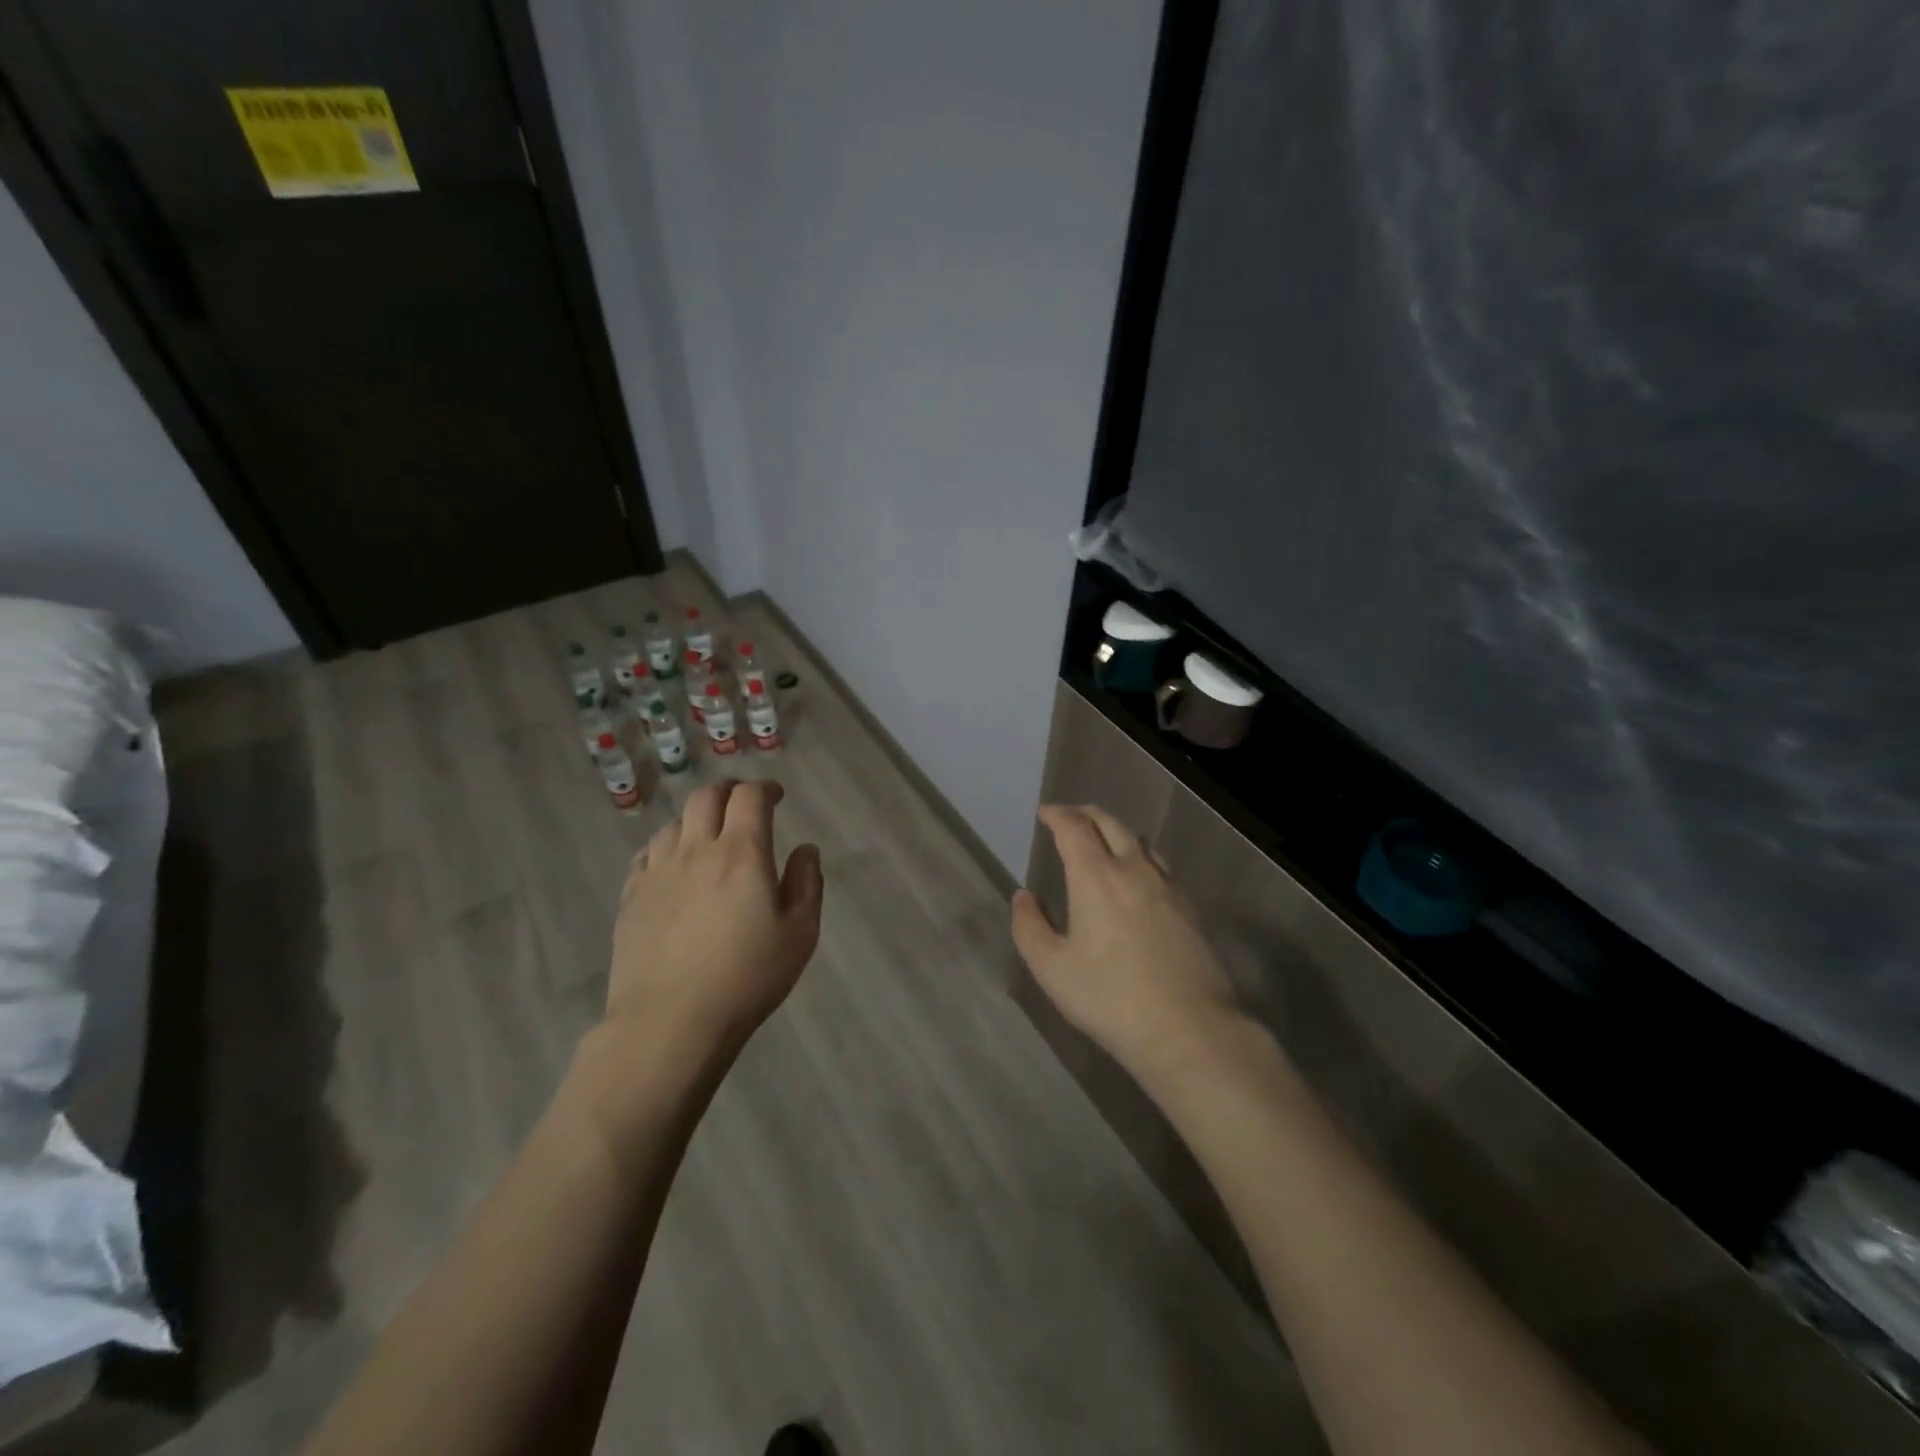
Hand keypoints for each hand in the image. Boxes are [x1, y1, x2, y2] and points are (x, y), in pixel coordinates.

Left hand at [607, 779, 823, 1051]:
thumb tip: (805, 850)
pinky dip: (667, 846)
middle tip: (743, 805)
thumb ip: (807, 883)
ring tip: (710, 838)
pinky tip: (675, 865)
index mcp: (742, 854)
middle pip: (706, 797)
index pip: (750, 797)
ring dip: (697, 819)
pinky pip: (647, 853)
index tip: (777, 797)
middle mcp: (696, 850)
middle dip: (729, 791)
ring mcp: (657, 872)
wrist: (669, 1023)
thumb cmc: (746, 979)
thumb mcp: (800, 934)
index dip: (765, 789)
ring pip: (675, 823)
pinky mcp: (631, 896)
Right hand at [1011, 804, 1238, 1081]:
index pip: (1074, 829)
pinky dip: (1139, 854)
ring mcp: (1167, 886)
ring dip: (1115, 831)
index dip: (1058, 816)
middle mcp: (1133, 870)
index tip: (1046, 813)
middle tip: (1070, 817)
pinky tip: (1137, 876)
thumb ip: (1030, 927)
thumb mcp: (1052, 969)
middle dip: (1086, 814)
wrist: (1187, 1028)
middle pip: (1110, 824)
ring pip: (1139, 841)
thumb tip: (1024, 897)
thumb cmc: (1110, 998)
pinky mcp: (1189, 907)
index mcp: (1096, 877)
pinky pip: (1159, 864)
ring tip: (1102, 841)